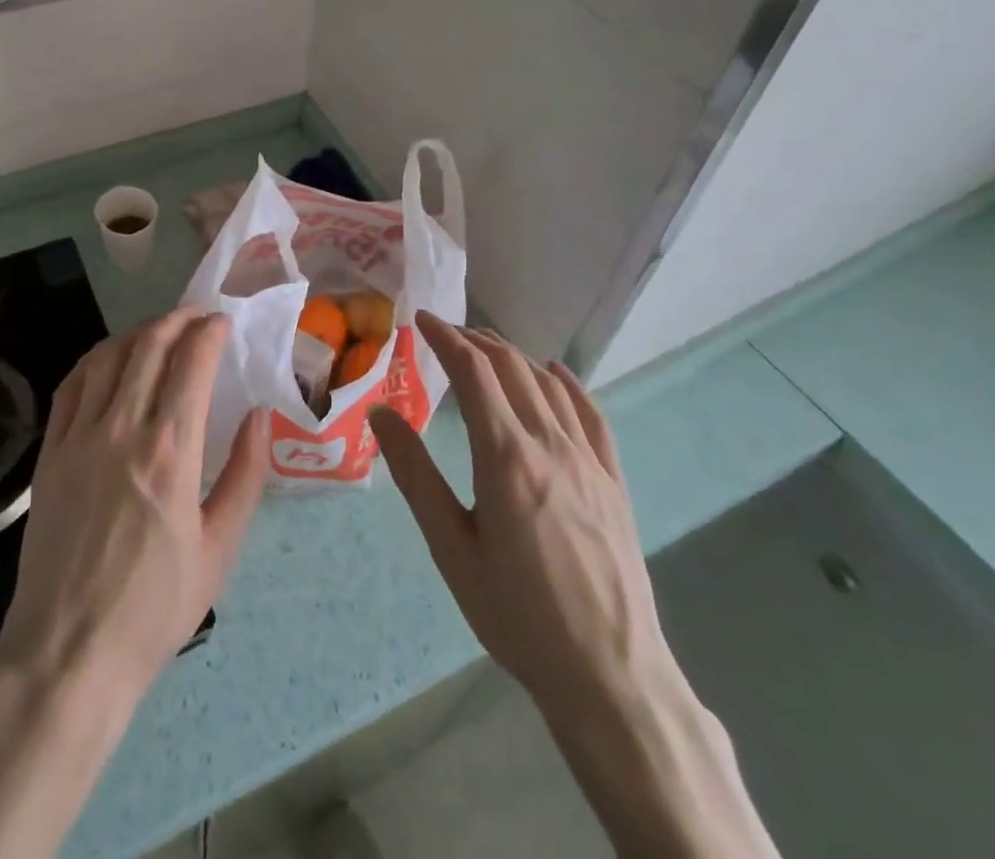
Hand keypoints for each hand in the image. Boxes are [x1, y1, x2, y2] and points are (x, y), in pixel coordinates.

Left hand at [0, 313, 268, 858]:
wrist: (69, 653)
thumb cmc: (154, 608)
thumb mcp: (220, 549)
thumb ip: (245, 474)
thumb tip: (261, 416)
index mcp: (170, 451)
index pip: (191, 362)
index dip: (210, 332)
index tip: (224, 323)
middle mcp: (122, 429)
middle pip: (149, 346)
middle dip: (178, 320)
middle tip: (198, 318)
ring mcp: (79, 437)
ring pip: (109, 356)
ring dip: (139, 333)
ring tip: (160, 332)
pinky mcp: (50, 452)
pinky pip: (72, 385)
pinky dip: (97, 359)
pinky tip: (111, 360)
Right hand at [369, 313, 780, 858]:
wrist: (610, 675)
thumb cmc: (517, 614)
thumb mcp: (451, 548)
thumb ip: (415, 474)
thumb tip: (381, 412)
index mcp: (506, 456)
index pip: (473, 371)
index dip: (445, 337)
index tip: (421, 319)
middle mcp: (550, 443)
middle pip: (511, 366)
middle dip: (474, 339)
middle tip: (445, 333)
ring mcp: (588, 459)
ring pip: (548, 384)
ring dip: (512, 355)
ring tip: (485, 349)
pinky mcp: (613, 480)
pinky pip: (591, 413)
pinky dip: (567, 384)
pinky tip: (555, 374)